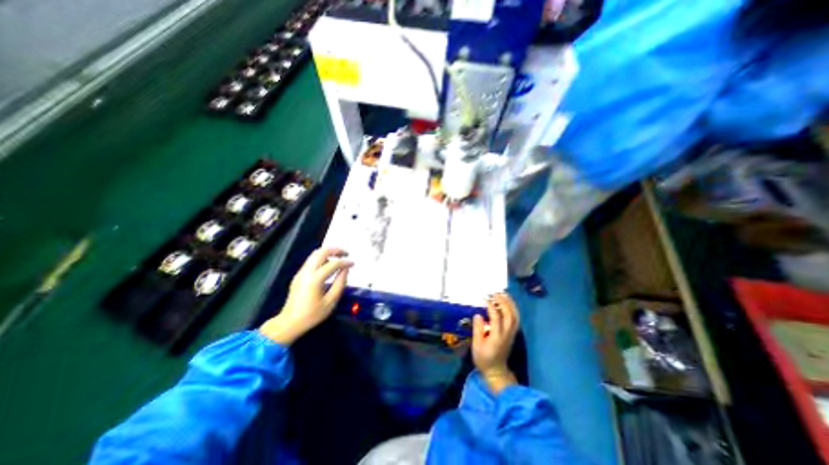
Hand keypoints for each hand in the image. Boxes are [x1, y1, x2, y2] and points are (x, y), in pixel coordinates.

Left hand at [258, 247, 349, 345]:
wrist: (289, 323)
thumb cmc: (312, 314)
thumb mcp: (331, 302)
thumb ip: (340, 284)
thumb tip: (346, 270)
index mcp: (315, 279)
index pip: (333, 264)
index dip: (345, 262)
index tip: (353, 263)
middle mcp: (307, 272)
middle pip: (321, 252)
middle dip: (335, 250)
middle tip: (346, 253)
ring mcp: (301, 272)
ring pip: (315, 254)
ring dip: (328, 252)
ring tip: (339, 256)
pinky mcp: (299, 275)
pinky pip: (311, 260)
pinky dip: (322, 257)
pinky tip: (329, 264)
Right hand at [473, 292, 515, 393]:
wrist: (496, 371)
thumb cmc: (484, 358)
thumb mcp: (476, 345)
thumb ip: (478, 329)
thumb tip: (478, 315)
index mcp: (497, 337)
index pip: (496, 318)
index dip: (491, 306)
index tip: (485, 298)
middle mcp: (506, 334)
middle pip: (509, 315)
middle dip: (503, 302)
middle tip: (495, 293)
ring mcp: (511, 334)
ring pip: (515, 316)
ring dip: (510, 304)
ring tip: (503, 294)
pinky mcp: (513, 334)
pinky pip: (516, 319)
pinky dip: (513, 309)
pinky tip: (508, 303)